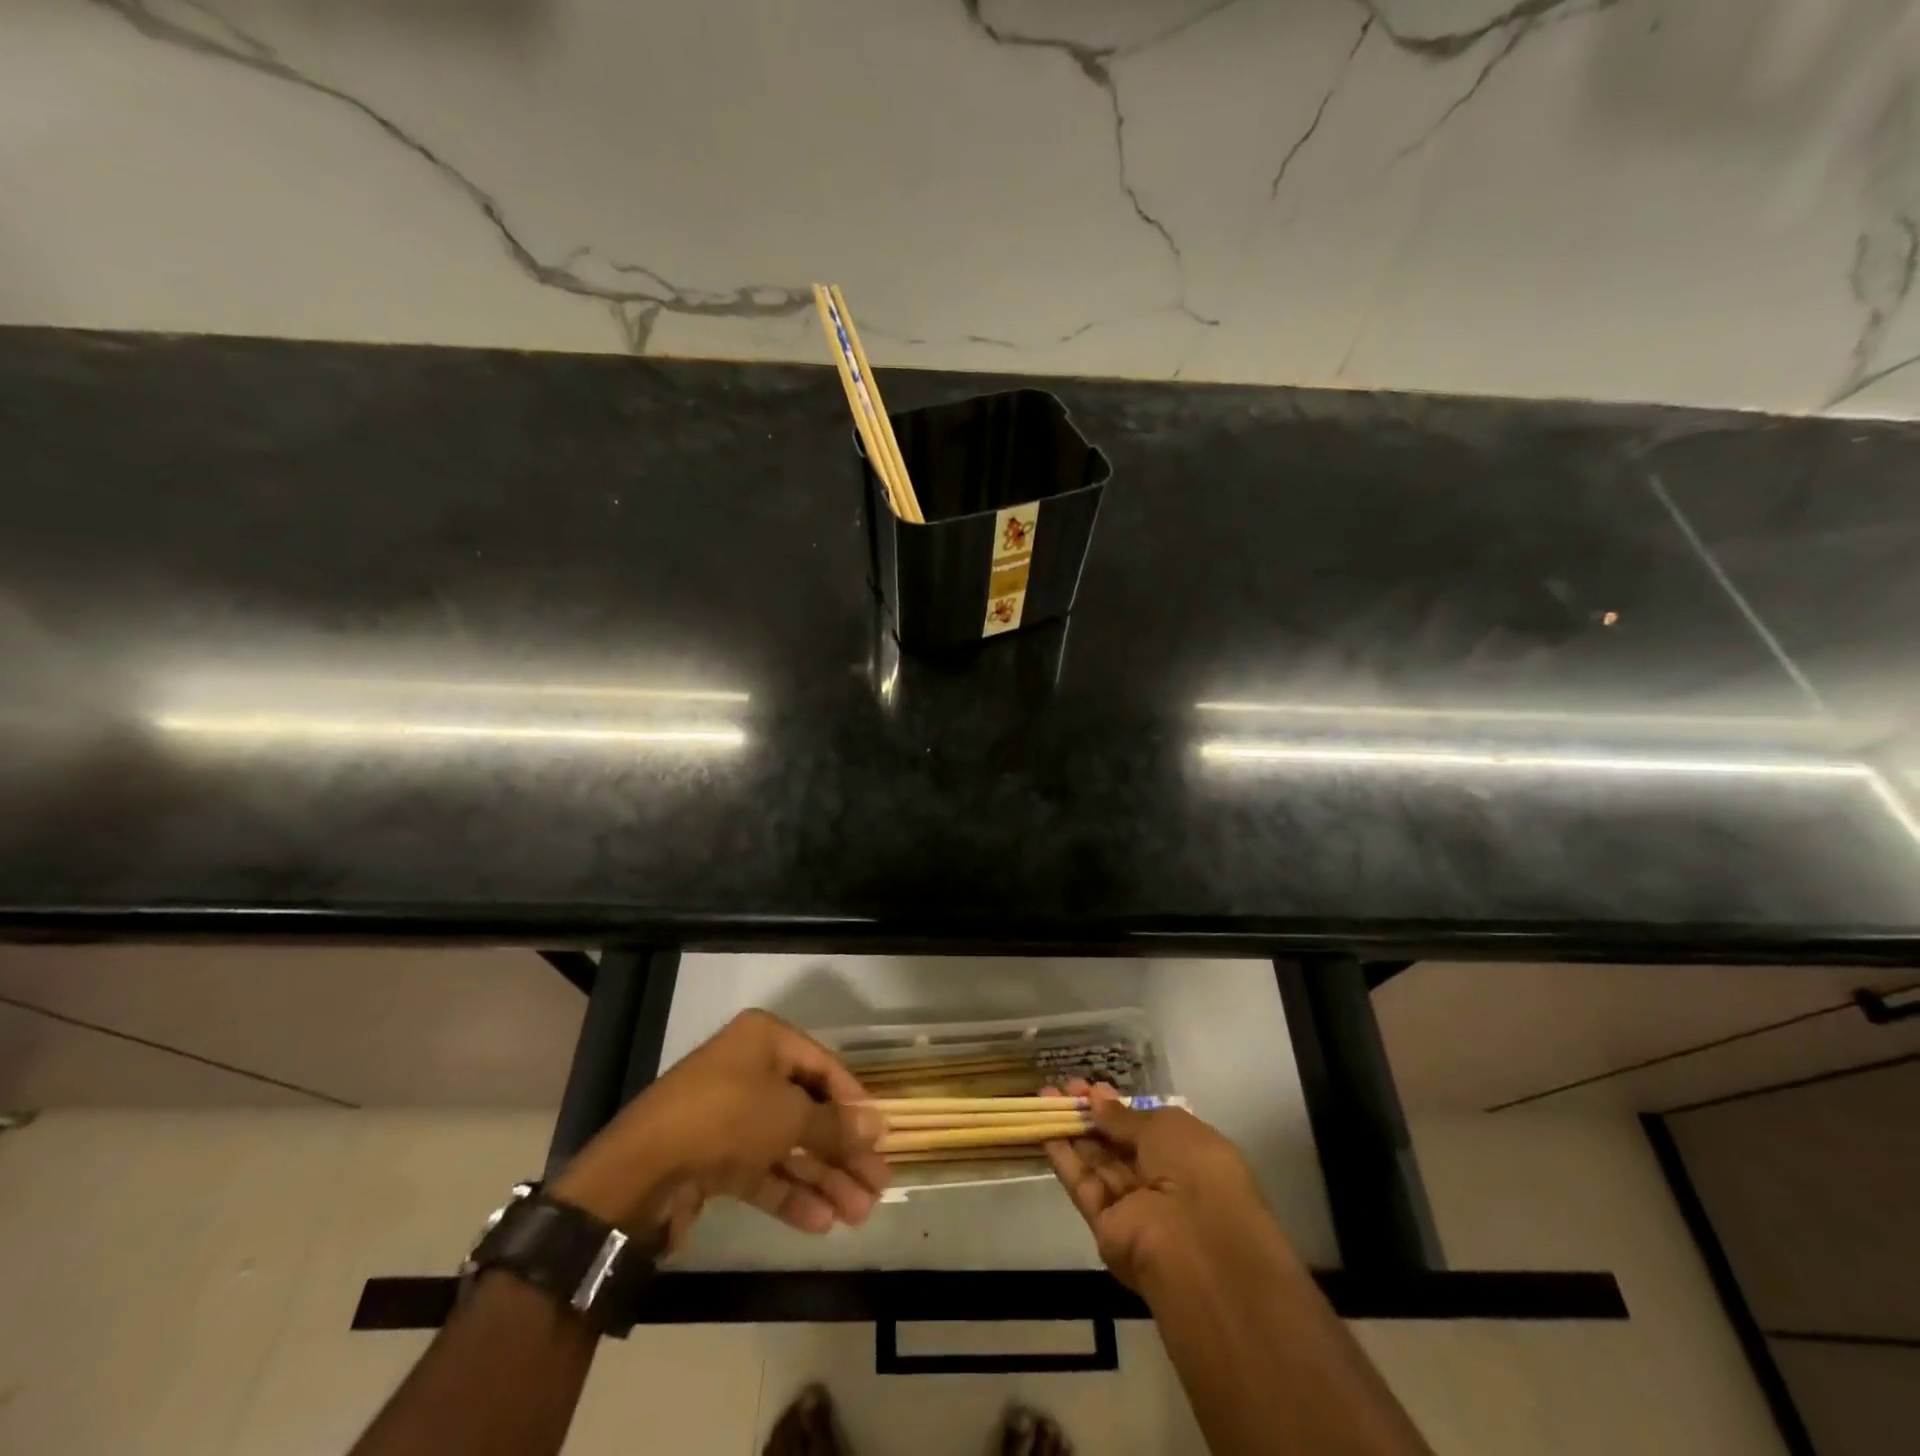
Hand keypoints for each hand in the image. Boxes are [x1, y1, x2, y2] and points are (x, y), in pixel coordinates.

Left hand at [550, 1010, 888, 1245]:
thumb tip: (877, 1126)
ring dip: (823, 1178)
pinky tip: (822, 1222)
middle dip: (843, 1152)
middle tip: (879, 1188)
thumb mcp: (789, 1117)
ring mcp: (729, 1116)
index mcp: (765, 1041)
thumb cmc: (726, 1118)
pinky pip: (762, 1171)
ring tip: (859, 1215)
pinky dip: (790, 1193)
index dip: (855, 1103)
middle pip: (808, 1111)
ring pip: (787, 1146)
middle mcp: (749, 1071)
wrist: (638, 1173)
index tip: (883, 1138)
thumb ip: (835, 1125)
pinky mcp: (714, 1158)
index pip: (824, 1068)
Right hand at [1044, 1080, 1286, 1292]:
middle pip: (1118, 1144)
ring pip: (1097, 1162)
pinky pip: (1084, 1186)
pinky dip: (1064, 1158)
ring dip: (1072, 1130)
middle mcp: (1161, 1180)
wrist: (1195, 1244)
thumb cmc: (1194, 1170)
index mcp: (1187, 1155)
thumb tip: (1097, 1099)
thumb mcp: (1164, 1126)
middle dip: (1092, 1114)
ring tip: (1045, 1099)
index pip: (1147, 1127)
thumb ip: (1125, 1116)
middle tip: (1065, 1088)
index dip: (1118, 1107)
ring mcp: (1133, 1206)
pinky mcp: (1106, 1226)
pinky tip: (1045, 1129)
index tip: (1091, 1087)